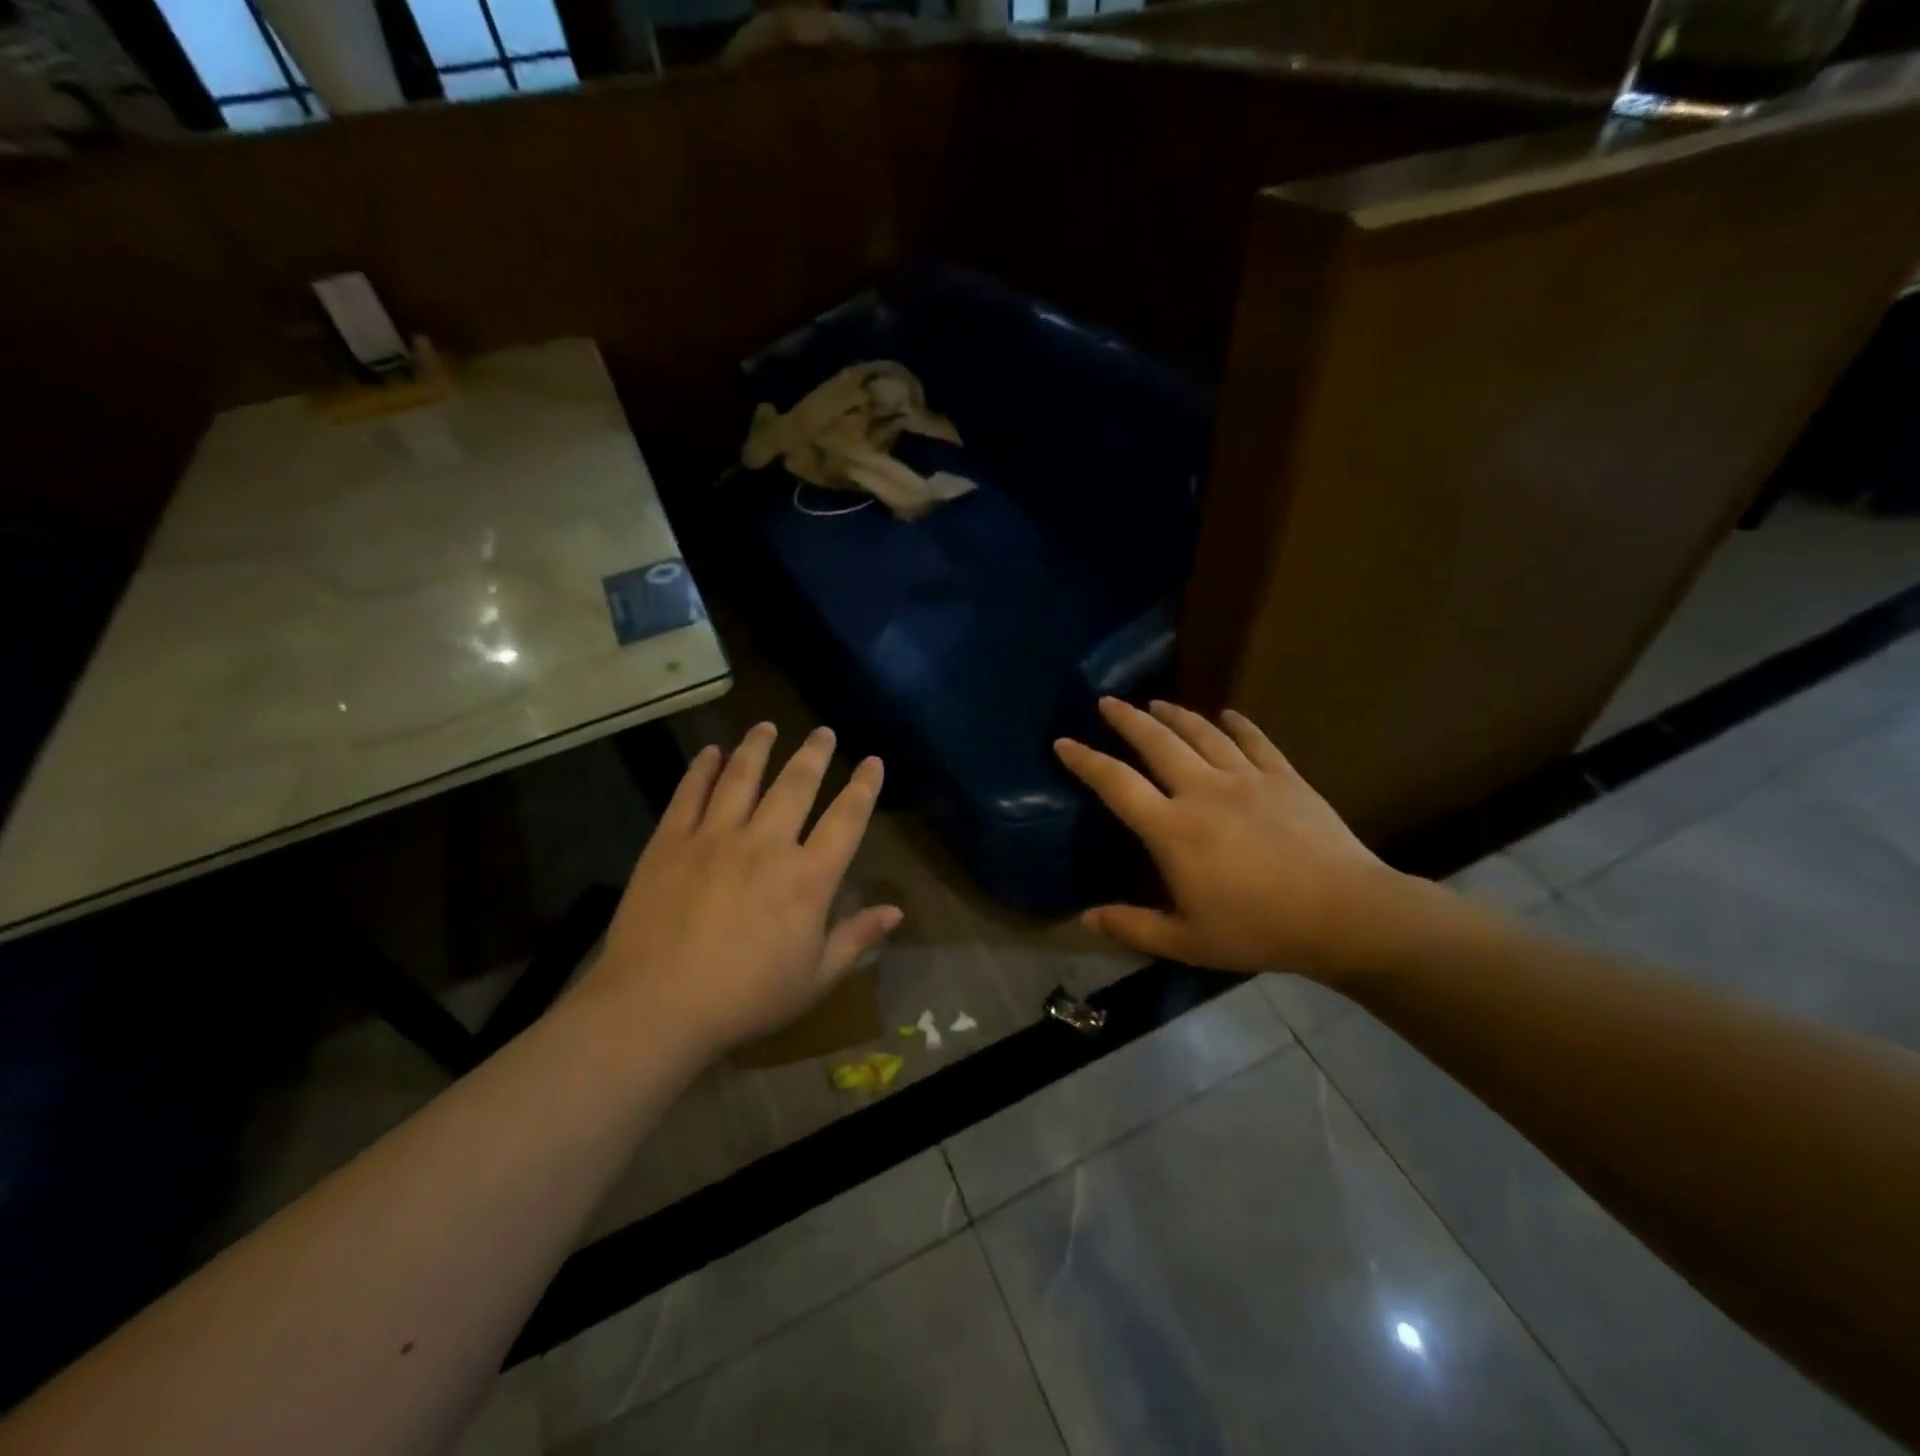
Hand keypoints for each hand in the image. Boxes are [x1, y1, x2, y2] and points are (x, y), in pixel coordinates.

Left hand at [581, 723, 900, 1056]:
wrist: (657, 1008)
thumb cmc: (746, 999)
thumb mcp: (814, 979)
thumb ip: (856, 939)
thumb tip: (896, 911)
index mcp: (808, 879)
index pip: (846, 820)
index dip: (864, 787)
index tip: (873, 762)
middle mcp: (767, 844)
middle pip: (796, 785)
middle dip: (814, 754)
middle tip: (823, 732)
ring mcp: (715, 838)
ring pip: (742, 777)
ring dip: (758, 747)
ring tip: (767, 726)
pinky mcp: (671, 842)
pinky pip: (690, 794)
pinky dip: (701, 769)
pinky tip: (709, 752)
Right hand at [1054, 698, 1412, 978]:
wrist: (1343, 913)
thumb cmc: (1258, 929)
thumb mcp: (1186, 941)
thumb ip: (1133, 926)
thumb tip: (1085, 919)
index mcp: (1172, 829)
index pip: (1116, 784)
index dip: (1086, 761)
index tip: (1064, 742)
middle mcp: (1202, 791)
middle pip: (1157, 743)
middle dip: (1127, 719)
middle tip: (1108, 702)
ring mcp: (1246, 778)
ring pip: (1202, 733)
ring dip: (1175, 715)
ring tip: (1156, 703)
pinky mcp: (1284, 777)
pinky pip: (1255, 740)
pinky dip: (1238, 724)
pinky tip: (1228, 714)